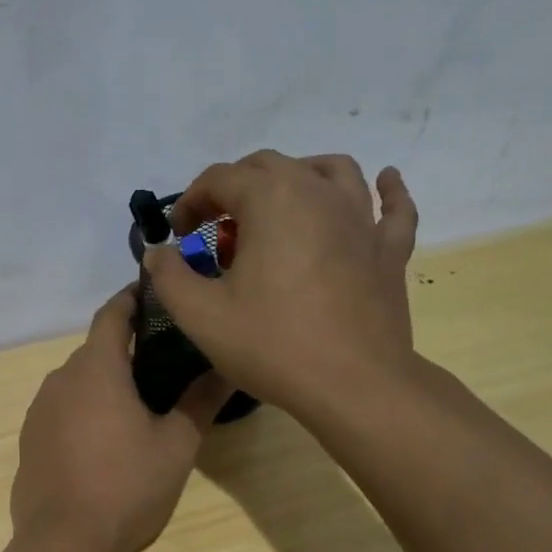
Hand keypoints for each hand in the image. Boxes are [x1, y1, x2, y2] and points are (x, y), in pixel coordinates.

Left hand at [10, 287, 228, 551]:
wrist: (65, 545)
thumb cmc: (127, 487)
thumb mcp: (176, 445)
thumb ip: (201, 400)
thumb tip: (228, 367)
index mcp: (95, 369)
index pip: (112, 314)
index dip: (132, 298)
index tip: (154, 293)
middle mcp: (60, 379)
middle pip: (95, 350)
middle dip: (125, 349)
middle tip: (163, 362)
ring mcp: (38, 411)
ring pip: (76, 382)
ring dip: (103, 383)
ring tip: (138, 403)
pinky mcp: (29, 440)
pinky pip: (60, 411)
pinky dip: (83, 411)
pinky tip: (104, 441)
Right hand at [142, 151, 418, 417]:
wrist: (354, 385)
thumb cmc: (273, 345)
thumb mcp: (200, 315)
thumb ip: (170, 276)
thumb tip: (158, 253)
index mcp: (271, 200)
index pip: (219, 179)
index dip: (190, 201)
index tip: (178, 236)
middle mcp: (318, 193)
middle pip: (269, 166)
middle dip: (234, 188)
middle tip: (217, 228)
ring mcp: (361, 219)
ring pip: (331, 171)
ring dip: (299, 176)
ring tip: (281, 203)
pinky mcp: (389, 249)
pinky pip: (393, 208)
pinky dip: (387, 190)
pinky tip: (384, 182)